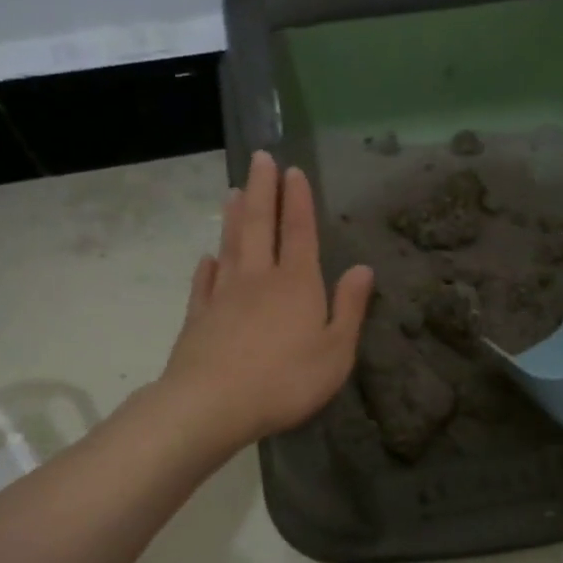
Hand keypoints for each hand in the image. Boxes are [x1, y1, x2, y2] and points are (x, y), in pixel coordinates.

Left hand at [159, 151, 373, 450]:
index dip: (297, 200)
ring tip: (233, 191)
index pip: (298, 231)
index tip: (292, 170)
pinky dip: (207, 267)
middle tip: (259, 158)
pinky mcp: (199, 318)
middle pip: (258, 225)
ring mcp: (223, 296)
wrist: (213, 403)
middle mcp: (258, 279)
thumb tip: (363, 269)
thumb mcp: (336, 351)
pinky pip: (204, 284)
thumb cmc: (286, 380)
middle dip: (261, 190)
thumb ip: (350, 308)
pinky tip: (208, 258)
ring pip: (230, 246)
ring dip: (233, 217)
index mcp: (297, 283)